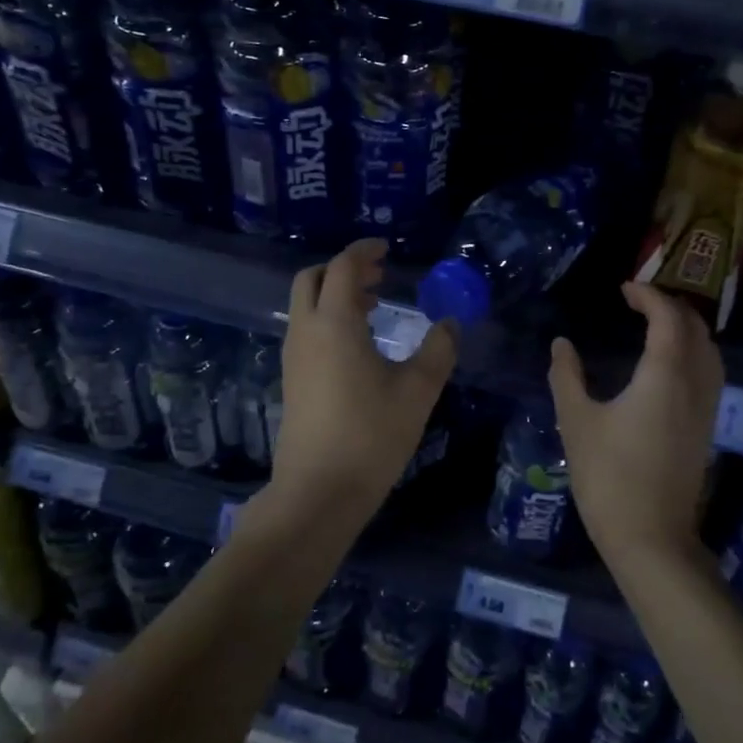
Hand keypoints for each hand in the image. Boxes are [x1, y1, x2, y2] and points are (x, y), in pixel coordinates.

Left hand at [270, 239, 458, 530]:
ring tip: (374, 307)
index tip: (386, 249)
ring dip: (335, 295)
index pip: (342, 267)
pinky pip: (306, 330)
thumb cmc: (371, 436)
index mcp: (334, 323)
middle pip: (312, 279)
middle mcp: (306, 332)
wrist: (317, 492)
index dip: (363, 251)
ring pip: (307, 306)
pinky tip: (359, 345)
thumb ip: (438, 350)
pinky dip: (328, 319)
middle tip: (378, 276)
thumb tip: (450, 324)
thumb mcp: (417, 391)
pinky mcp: (292, 380)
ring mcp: (294, 357)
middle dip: (343, 269)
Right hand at [548, 283, 723, 566]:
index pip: (668, 317)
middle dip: (670, 306)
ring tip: (655, 325)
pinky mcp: (707, 428)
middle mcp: (695, 384)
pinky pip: (710, 372)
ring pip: (709, 350)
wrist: (651, 538)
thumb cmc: (609, 477)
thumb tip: (561, 344)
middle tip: (638, 302)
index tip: (624, 289)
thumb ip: (567, 376)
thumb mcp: (576, 422)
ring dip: (686, 328)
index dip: (648, 295)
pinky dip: (694, 352)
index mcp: (665, 375)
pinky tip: (669, 365)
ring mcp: (706, 408)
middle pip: (696, 328)